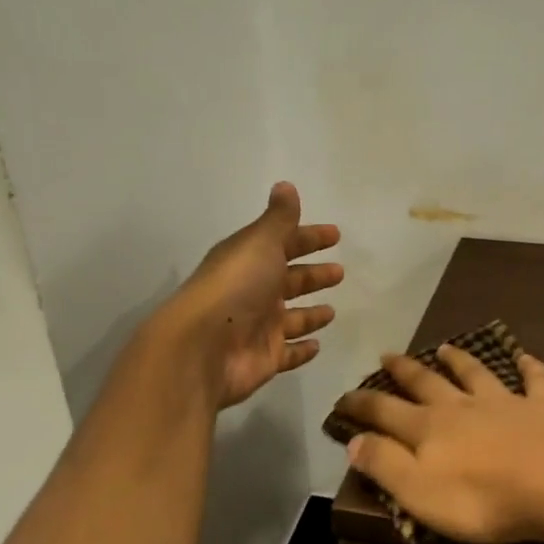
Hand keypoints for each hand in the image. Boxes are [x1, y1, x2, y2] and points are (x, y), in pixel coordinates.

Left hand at [166, 182, 342, 408]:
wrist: (203, 347)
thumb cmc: (236, 287)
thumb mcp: (260, 243)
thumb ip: (279, 218)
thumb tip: (286, 185)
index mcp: (249, 260)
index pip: (284, 243)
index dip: (309, 238)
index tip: (335, 235)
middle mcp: (253, 292)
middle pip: (289, 280)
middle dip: (313, 275)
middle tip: (339, 272)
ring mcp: (258, 327)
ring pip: (291, 318)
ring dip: (310, 314)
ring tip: (331, 310)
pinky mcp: (264, 358)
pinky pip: (288, 353)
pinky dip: (302, 350)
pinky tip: (317, 345)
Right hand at [333, 344, 543, 543]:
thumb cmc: (483, 498)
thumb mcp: (419, 492)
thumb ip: (385, 464)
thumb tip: (354, 439)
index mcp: (429, 429)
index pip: (385, 411)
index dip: (361, 404)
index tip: (342, 397)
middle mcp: (462, 407)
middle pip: (427, 383)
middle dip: (404, 371)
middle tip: (387, 356)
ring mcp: (504, 403)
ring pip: (476, 374)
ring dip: (459, 360)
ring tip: (446, 347)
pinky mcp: (543, 409)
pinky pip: (535, 382)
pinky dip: (530, 368)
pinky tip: (527, 357)